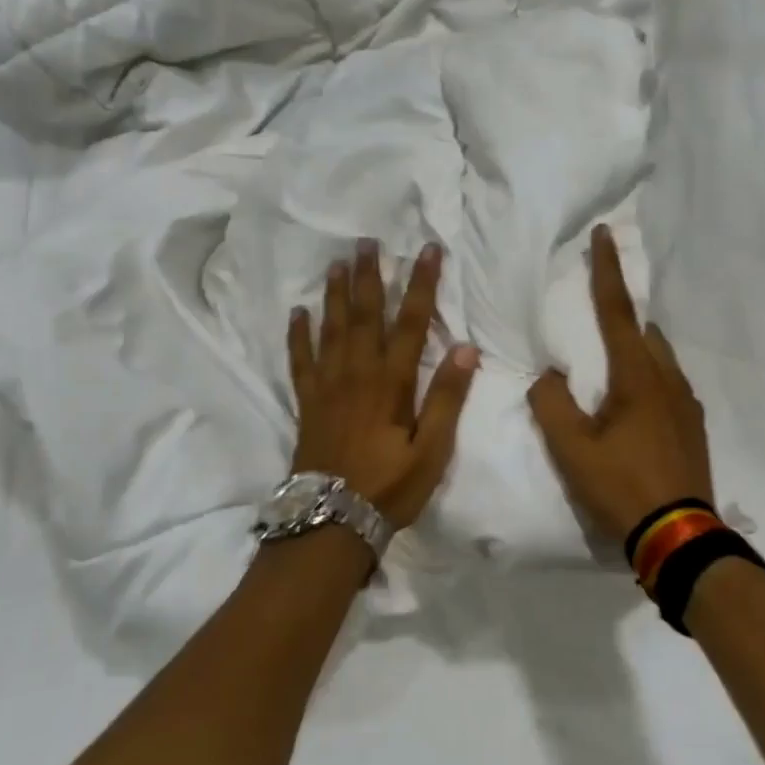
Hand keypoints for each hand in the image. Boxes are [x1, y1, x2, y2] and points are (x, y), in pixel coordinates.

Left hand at [288, 239, 478, 527]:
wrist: (330, 522)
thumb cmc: (390, 488)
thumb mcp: (432, 451)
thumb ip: (447, 399)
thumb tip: (466, 350)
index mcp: (392, 383)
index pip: (411, 323)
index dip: (422, 285)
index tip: (428, 251)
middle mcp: (357, 374)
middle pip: (365, 315)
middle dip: (370, 276)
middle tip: (367, 241)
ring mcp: (327, 386)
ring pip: (332, 329)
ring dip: (336, 293)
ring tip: (338, 263)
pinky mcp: (307, 402)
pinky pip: (300, 360)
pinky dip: (298, 334)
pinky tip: (298, 312)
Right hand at [528, 225, 713, 544]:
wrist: (681, 538)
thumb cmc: (622, 487)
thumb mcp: (572, 449)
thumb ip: (552, 404)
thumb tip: (549, 376)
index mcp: (638, 377)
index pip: (618, 311)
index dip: (607, 270)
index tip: (605, 233)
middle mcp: (669, 380)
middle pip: (644, 332)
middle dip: (621, 317)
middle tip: (595, 324)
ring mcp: (687, 404)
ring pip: (660, 359)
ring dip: (636, 351)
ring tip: (610, 372)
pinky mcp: (695, 426)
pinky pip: (669, 385)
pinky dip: (648, 378)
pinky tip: (633, 409)